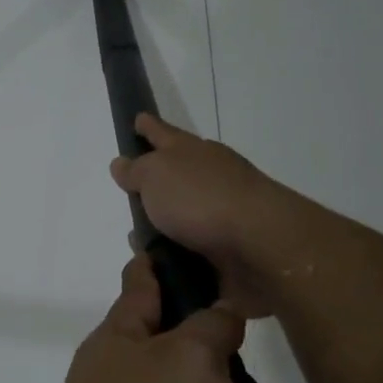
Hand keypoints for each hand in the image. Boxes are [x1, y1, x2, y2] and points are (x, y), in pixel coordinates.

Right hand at [109, 114, 302, 317]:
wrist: (260, 244)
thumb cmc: (201, 199)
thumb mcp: (156, 175)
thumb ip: (137, 170)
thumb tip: (122, 163)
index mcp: (192, 152)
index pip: (163, 133)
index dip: (148, 127)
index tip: (138, 119)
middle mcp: (209, 177)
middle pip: (177, 173)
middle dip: (156, 180)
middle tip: (132, 190)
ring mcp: (223, 212)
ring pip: (184, 214)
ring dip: (163, 224)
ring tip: (138, 240)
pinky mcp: (229, 247)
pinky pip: (193, 247)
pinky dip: (176, 253)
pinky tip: (161, 264)